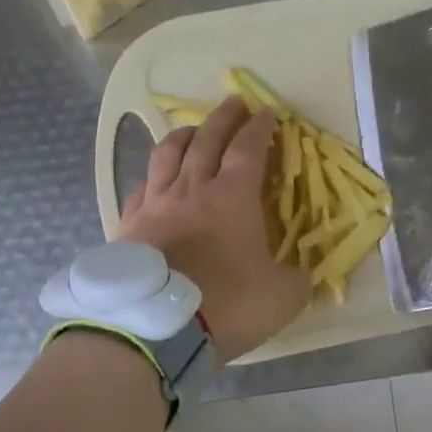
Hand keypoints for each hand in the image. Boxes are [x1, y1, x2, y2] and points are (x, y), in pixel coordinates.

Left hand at [119, 96, 308, 367]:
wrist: (156, 329)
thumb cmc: (226, 304)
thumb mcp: (282, 298)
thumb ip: (297, 279)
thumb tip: (301, 273)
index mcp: (232, 196)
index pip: (248, 148)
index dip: (260, 127)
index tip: (267, 113)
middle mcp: (192, 188)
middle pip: (207, 139)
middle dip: (224, 117)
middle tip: (235, 103)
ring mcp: (156, 203)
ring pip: (168, 153)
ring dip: (185, 135)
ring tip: (194, 130)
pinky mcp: (129, 225)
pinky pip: (141, 188)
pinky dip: (153, 177)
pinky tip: (155, 180)